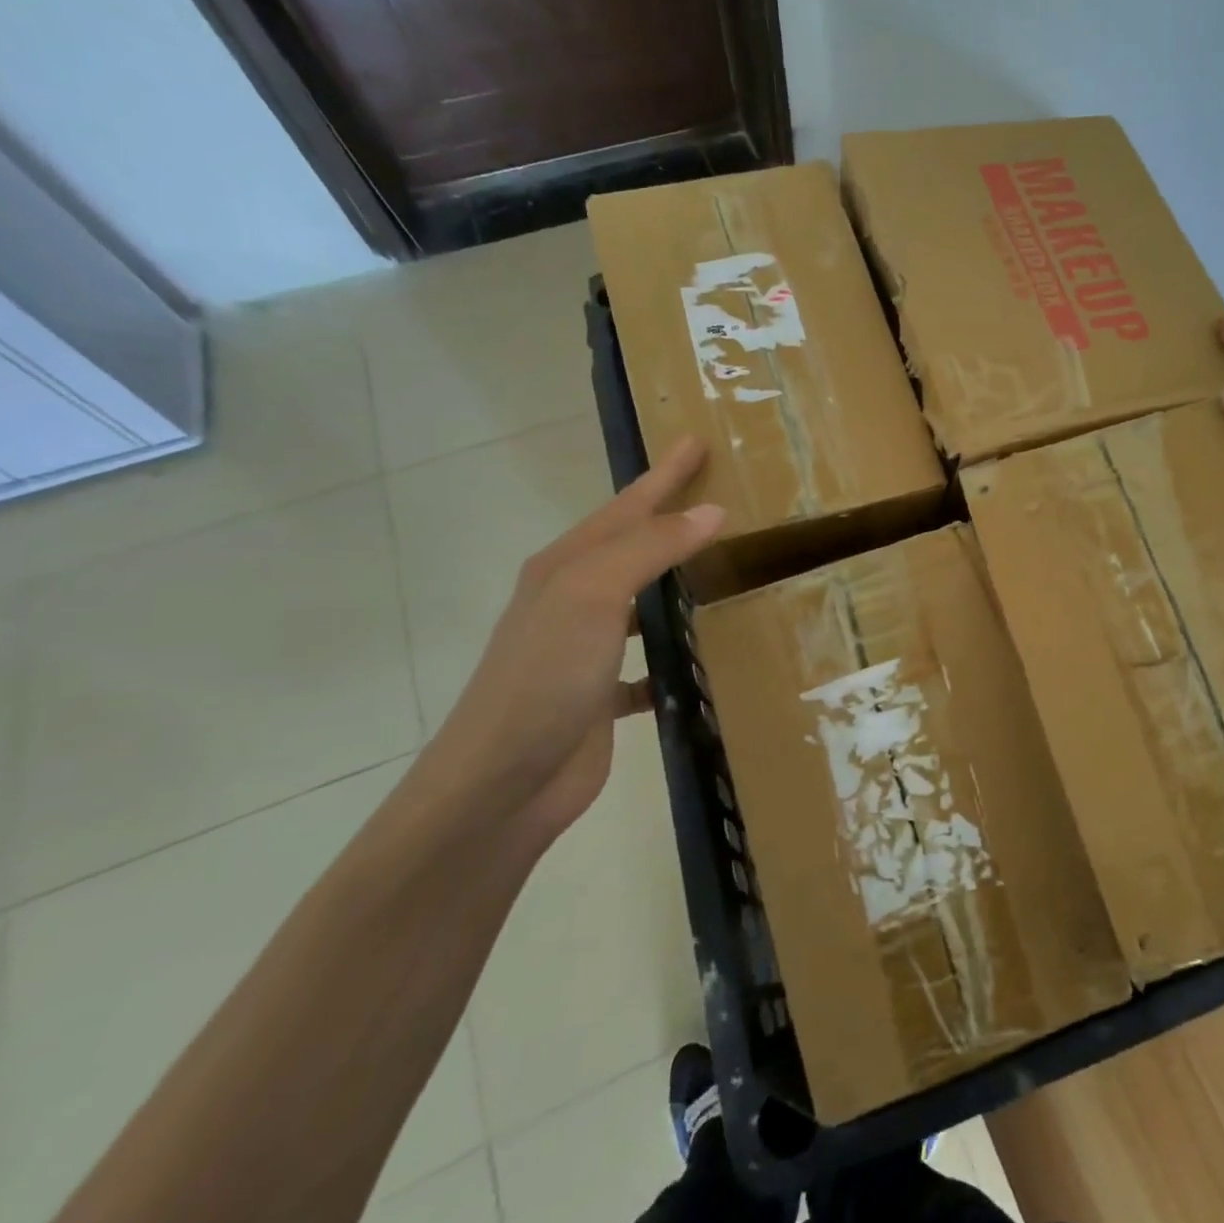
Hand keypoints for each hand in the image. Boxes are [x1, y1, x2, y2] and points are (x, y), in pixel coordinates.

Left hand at [426, 437, 723, 837]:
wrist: (503, 782)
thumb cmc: (545, 676)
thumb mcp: (593, 596)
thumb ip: (651, 548)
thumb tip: (711, 510)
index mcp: (567, 567)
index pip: (627, 506)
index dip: (663, 473)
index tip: (697, 440)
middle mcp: (573, 600)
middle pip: (632, 547)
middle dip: (669, 520)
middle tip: (719, 499)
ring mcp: (585, 649)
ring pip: (642, 603)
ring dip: (675, 586)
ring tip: (720, 573)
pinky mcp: (600, 695)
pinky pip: (648, 665)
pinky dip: (673, 658)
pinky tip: (702, 661)